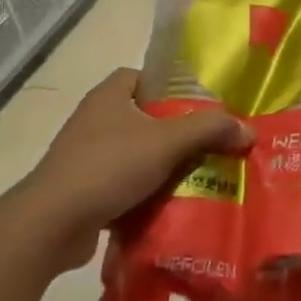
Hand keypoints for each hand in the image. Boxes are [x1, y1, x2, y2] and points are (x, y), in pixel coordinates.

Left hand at [14, 68, 251, 269]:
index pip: (141, 76)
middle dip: (174, 130)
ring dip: (162, 164)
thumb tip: (248, 130)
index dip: (169, 85)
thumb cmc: (108, 167)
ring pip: (135, 153)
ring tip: (199, 175)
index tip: (198, 104)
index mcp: (109, 97)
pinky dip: (145, 192)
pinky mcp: (83, 190)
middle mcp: (94, 121)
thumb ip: (210, 130)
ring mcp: (85, 157)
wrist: (52, 224)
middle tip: (209, 142)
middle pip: (143, 117)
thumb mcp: (167, 142)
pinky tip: (171, 204)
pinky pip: (123, 184)